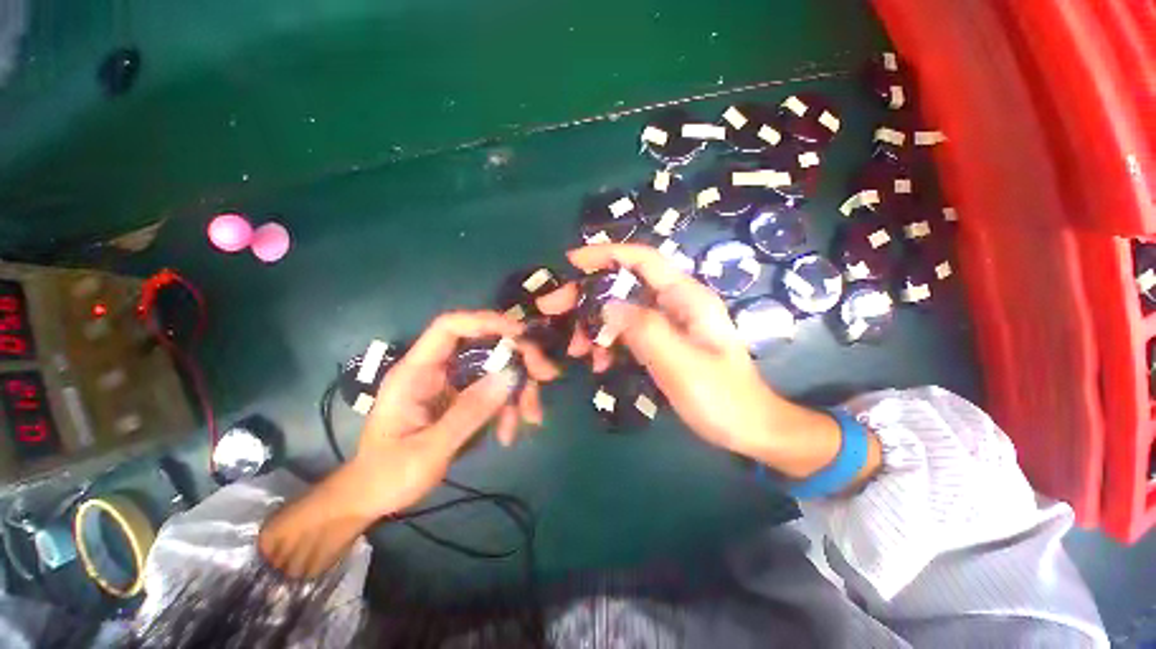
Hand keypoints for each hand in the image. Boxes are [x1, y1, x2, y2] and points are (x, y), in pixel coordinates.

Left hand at [260, 311, 558, 577]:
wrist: (373, 498)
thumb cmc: (389, 475)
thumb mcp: (430, 449)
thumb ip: (469, 412)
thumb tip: (510, 376)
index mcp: (416, 372)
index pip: (449, 328)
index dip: (485, 321)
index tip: (520, 332)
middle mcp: (437, 370)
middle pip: (485, 346)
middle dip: (518, 360)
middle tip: (545, 376)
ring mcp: (452, 384)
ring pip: (496, 370)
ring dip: (518, 390)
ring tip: (530, 418)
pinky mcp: (462, 399)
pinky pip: (494, 392)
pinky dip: (509, 407)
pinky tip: (509, 432)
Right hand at [538, 244, 774, 453]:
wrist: (748, 428)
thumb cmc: (721, 397)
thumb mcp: (681, 364)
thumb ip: (645, 330)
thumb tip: (605, 305)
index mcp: (687, 298)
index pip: (643, 260)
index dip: (606, 254)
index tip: (571, 262)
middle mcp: (676, 303)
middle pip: (625, 284)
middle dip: (588, 294)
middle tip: (554, 309)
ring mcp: (668, 322)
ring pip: (622, 309)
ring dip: (594, 323)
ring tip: (576, 348)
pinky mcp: (662, 341)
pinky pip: (627, 331)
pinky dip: (608, 341)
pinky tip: (598, 361)